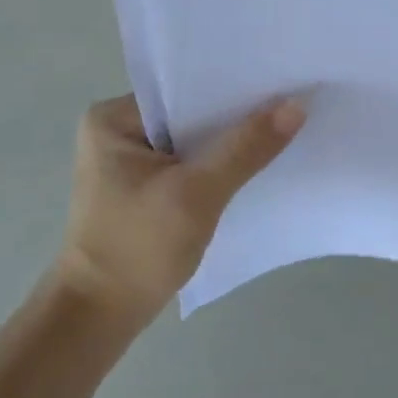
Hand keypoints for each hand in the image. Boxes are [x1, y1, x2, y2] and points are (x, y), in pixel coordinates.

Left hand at [52, 95, 304, 330]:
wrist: (100, 317)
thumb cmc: (139, 247)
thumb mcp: (198, 193)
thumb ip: (247, 147)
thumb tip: (297, 105)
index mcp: (115, 118)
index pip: (185, 86)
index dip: (234, 84)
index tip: (281, 80)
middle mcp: (120, 130)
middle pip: (193, 111)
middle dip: (238, 112)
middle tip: (292, 99)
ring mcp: (132, 160)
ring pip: (196, 138)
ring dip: (233, 139)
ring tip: (285, 124)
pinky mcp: (147, 186)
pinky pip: (193, 161)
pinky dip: (222, 162)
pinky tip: (257, 160)